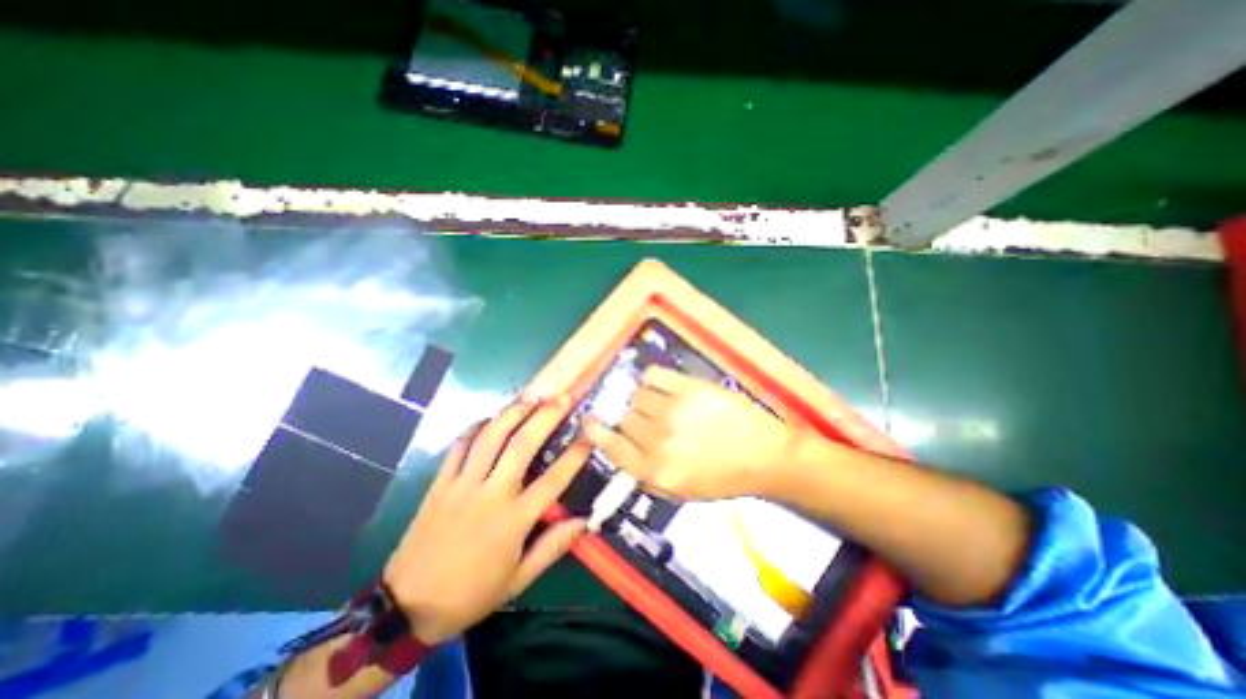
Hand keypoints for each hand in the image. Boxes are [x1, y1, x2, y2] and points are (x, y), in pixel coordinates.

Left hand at [381, 398, 590, 643]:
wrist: (406, 607)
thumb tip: (585, 522)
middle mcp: (491, 494)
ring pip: (490, 438)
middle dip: (545, 417)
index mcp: (513, 520)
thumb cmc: (470, 594)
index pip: (553, 480)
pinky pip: (459, 446)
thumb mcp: (518, 580)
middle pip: (522, 446)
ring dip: (513, 413)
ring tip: (531, 396)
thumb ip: (552, 547)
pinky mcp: (440, 483)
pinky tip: (489, 418)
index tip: (590, 434)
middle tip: (561, 398)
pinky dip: (475, 428)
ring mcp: (462, 485)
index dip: (575, 454)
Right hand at [582, 365, 787, 500]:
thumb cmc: (723, 477)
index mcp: (655, 470)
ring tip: (661, 404)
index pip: (611, 447)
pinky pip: (653, 375)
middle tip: (647, 420)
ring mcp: (673, 410)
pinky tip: (662, 386)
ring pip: (637, 395)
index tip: (588, 420)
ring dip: (644, 400)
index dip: (595, 431)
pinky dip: (652, 379)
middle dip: (630, 419)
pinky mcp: (689, 388)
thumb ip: (646, 473)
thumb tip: (623, 450)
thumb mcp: (681, 490)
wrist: (764, 455)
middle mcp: (658, 439)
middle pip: (624, 417)